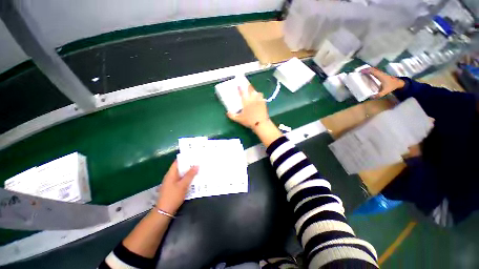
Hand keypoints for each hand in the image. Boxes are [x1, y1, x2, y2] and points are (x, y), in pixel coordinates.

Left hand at [156, 160, 197, 214]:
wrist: (164, 211)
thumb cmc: (173, 196)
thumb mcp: (183, 185)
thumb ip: (190, 175)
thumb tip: (197, 165)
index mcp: (171, 173)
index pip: (177, 162)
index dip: (185, 158)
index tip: (194, 155)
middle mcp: (170, 176)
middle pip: (180, 167)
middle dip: (189, 165)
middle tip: (199, 162)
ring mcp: (171, 182)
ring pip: (182, 174)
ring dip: (189, 172)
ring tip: (198, 169)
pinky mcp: (174, 187)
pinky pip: (181, 179)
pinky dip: (187, 178)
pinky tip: (194, 178)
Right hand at [227, 85, 269, 129]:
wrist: (261, 123)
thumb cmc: (249, 121)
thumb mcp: (239, 119)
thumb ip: (232, 116)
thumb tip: (227, 113)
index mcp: (246, 101)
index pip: (242, 92)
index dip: (240, 88)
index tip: (239, 85)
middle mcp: (252, 99)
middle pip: (251, 89)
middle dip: (249, 86)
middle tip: (247, 85)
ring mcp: (259, 100)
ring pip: (258, 92)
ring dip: (255, 92)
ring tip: (254, 93)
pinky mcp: (264, 103)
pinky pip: (262, 98)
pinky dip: (260, 97)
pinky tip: (259, 99)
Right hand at [361, 68, 405, 97]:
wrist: (398, 83)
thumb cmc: (391, 86)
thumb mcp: (386, 92)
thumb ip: (379, 95)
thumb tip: (370, 97)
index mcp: (381, 76)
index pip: (373, 72)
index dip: (367, 71)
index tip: (361, 72)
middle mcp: (381, 73)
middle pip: (372, 69)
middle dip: (366, 69)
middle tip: (359, 71)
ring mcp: (381, 73)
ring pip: (374, 69)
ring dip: (368, 69)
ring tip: (362, 71)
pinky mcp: (381, 74)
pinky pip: (375, 71)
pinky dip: (370, 70)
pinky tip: (368, 72)